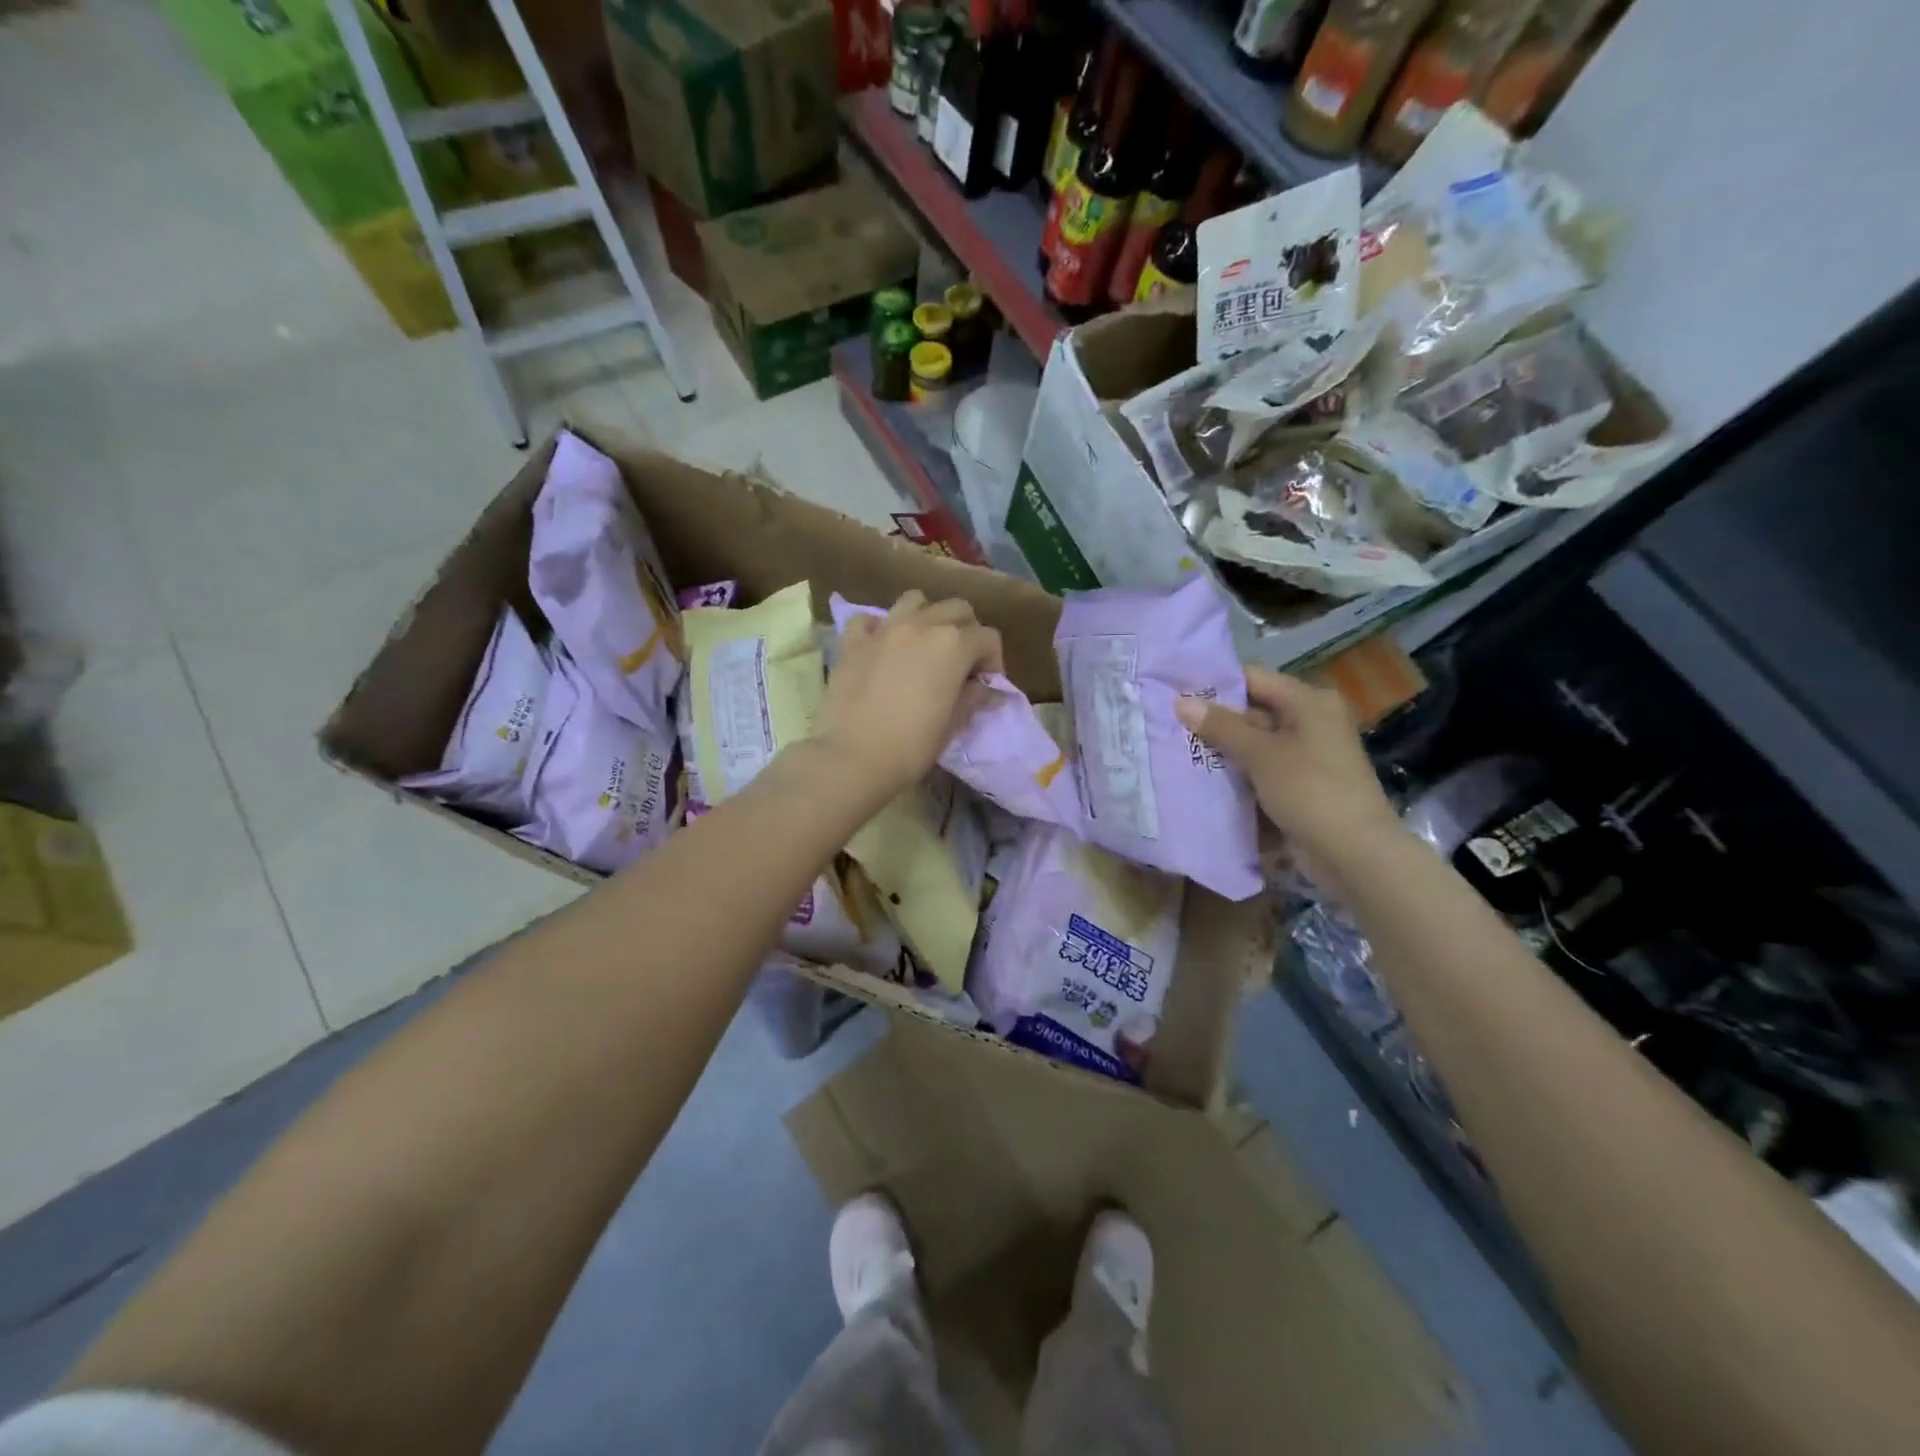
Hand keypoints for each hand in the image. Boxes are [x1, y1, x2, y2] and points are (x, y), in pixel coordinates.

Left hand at [813, 590, 1002, 799]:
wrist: (854, 757)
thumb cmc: (912, 745)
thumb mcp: (952, 724)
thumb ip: (973, 697)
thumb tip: (988, 688)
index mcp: (952, 645)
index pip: (988, 637)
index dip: (993, 660)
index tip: (986, 684)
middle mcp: (921, 625)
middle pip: (956, 609)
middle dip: (966, 631)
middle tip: (961, 663)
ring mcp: (884, 630)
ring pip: (915, 600)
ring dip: (927, 617)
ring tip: (924, 646)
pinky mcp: (852, 642)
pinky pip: (870, 620)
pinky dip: (880, 628)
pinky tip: (883, 649)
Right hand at [1174, 667, 1399, 869]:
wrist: (1354, 853)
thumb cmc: (1311, 791)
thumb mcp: (1262, 755)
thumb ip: (1221, 727)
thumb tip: (1180, 701)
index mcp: (1309, 702)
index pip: (1253, 678)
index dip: (1214, 683)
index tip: (1174, 689)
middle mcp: (1309, 722)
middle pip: (1252, 710)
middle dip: (1212, 719)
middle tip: (1166, 721)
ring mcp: (1304, 755)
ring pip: (1252, 743)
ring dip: (1220, 748)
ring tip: (1172, 746)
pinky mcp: (1297, 784)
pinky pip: (1258, 768)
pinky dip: (1234, 771)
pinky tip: (1198, 775)